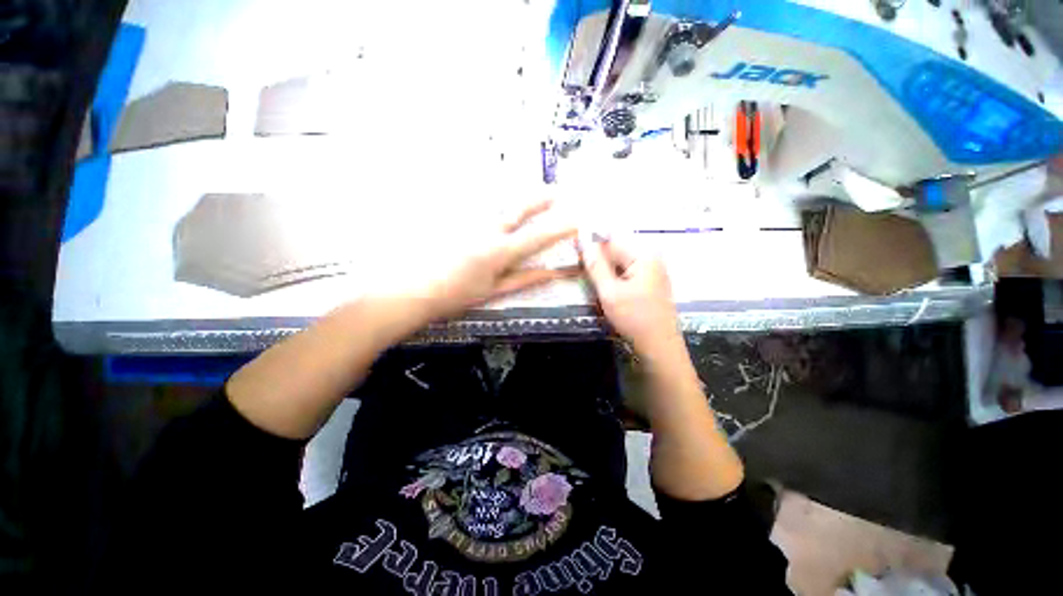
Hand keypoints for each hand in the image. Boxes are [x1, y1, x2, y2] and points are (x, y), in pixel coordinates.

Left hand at [372, 200, 577, 323]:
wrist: (412, 291)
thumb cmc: (457, 296)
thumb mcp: (495, 290)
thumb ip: (525, 279)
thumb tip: (552, 273)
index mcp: (501, 251)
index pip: (538, 236)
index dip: (560, 228)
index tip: (578, 219)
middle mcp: (488, 230)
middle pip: (519, 209)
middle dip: (540, 199)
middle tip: (556, 192)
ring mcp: (470, 222)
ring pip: (499, 206)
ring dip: (518, 201)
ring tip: (533, 197)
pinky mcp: (455, 220)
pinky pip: (479, 209)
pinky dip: (494, 207)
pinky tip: (496, 210)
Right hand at [580, 235, 679, 350]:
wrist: (659, 347)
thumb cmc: (634, 318)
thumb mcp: (610, 292)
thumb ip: (596, 266)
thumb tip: (584, 243)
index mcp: (644, 256)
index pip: (611, 242)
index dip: (591, 246)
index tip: (573, 252)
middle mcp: (650, 259)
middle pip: (617, 253)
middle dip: (598, 261)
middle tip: (579, 272)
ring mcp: (652, 272)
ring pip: (620, 265)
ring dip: (604, 272)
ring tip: (590, 283)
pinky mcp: (649, 284)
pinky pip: (626, 275)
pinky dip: (613, 280)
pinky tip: (605, 290)